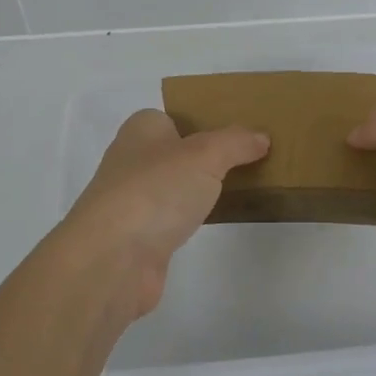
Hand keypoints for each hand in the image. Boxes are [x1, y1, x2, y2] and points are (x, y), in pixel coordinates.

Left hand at [59, 109, 267, 320]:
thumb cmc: (155, 190)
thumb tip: (261, 137)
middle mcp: (132, 160)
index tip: (240, 133)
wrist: (113, 259)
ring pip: (176, 186)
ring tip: (243, 189)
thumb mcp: (205, 154)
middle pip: (177, 152)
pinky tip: (217, 221)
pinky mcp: (139, 237)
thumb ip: (235, 142)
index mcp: (141, 129)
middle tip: (249, 160)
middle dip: (208, 157)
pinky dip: (193, 219)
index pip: (174, 116)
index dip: (204, 121)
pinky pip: (174, 218)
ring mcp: (133, 201)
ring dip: (201, 190)